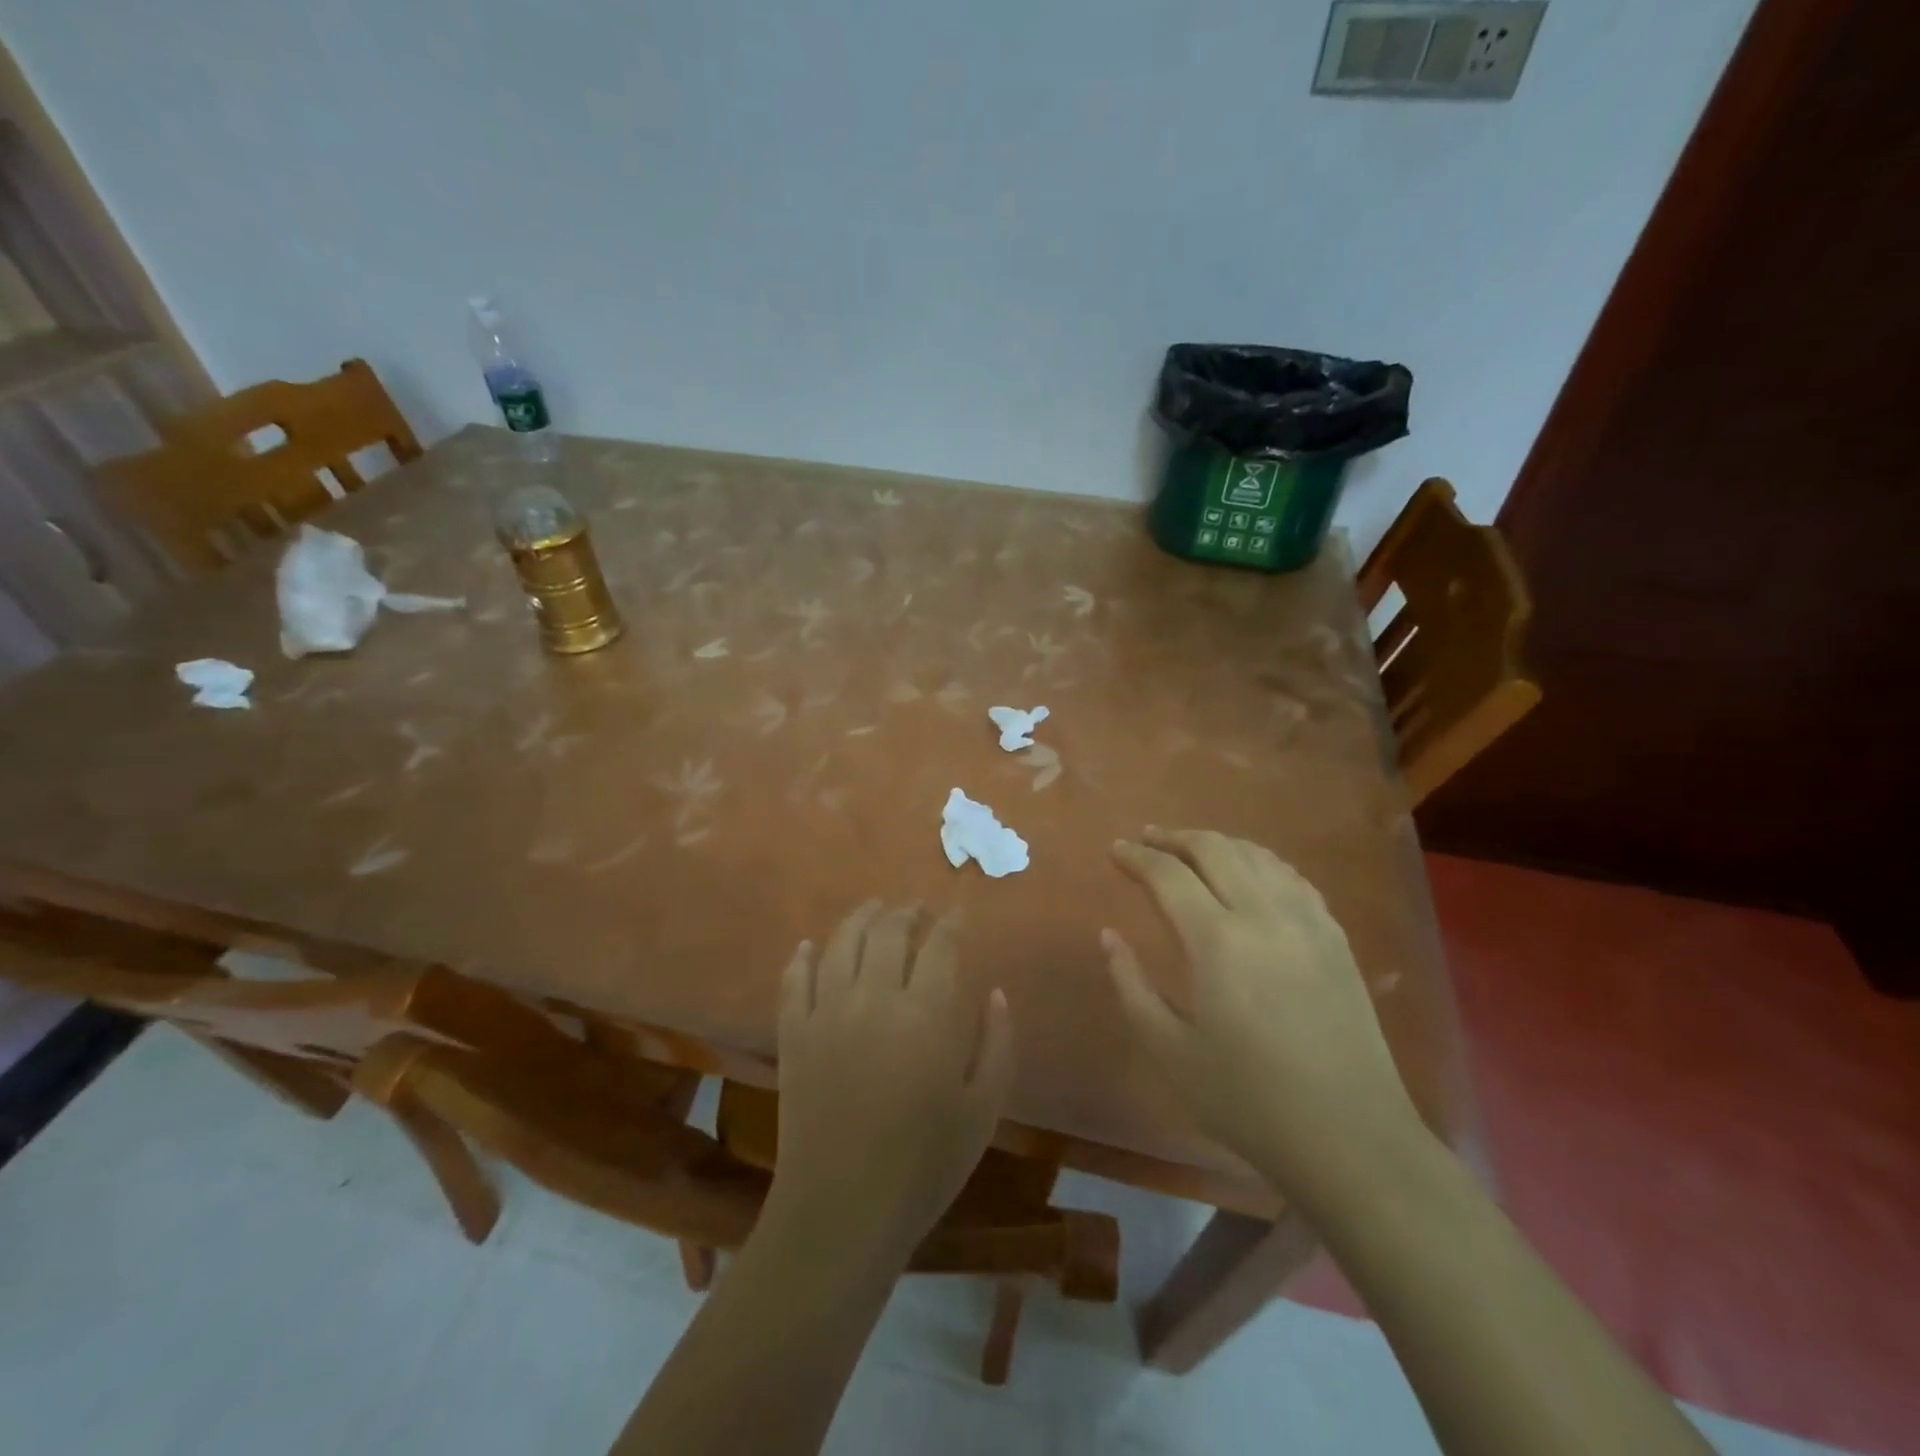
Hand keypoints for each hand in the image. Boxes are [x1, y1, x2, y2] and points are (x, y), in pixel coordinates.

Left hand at [770, 901, 1013, 1257]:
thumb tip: (996, 994)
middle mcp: (874, 998)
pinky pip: (794, 981)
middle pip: (888, 931)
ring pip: (840, 944)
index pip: (941, 945)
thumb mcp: (982, 1110)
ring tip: (873, 908)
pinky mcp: (793, 1035)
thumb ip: (997, 1044)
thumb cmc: (924, 1165)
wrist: (842, 1211)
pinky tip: (809, 946)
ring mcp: (827, 1012)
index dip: (951, 922)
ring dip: (860, 918)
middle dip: (907, 911)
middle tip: (917, 909)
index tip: (958, 912)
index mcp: (926, 1014)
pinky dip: (801, 957)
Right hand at [1103, 829, 1422, 1207]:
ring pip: (1256, 855)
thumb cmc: (1247, 1100)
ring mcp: (1307, 922)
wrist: (1349, 1137)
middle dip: (1174, 837)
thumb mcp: (1168, 1050)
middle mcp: (1264, 915)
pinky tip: (1250, 874)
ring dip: (1217, 843)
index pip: (1168, 874)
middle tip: (1146, 839)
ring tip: (1190, 849)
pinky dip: (1260, 862)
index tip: (1114, 849)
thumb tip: (1109, 936)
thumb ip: (1130, 985)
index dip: (1136, 857)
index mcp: (1217, 941)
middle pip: (1214, 848)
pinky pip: (1292, 877)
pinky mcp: (1336, 937)